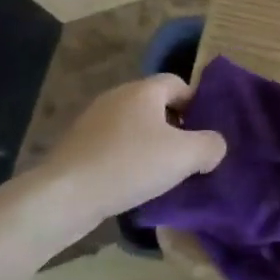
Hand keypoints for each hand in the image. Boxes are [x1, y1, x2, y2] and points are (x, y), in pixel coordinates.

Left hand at [22, 75, 225, 224]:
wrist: (65, 195)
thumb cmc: (130, 165)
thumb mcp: (185, 156)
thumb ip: (210, 146)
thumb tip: (215, 146)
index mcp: (143, 90)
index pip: (178, 83)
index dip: (196, 104)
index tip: (204, 132)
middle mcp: (117, 97)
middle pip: (155, 105)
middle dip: (174, 127)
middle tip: (187, 155)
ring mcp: (93, 121)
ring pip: (133, 126)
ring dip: (150, 145)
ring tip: (162, 173)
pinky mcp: (77, 146)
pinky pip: (113, 145)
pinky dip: (127, 158)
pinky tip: (132, 183)